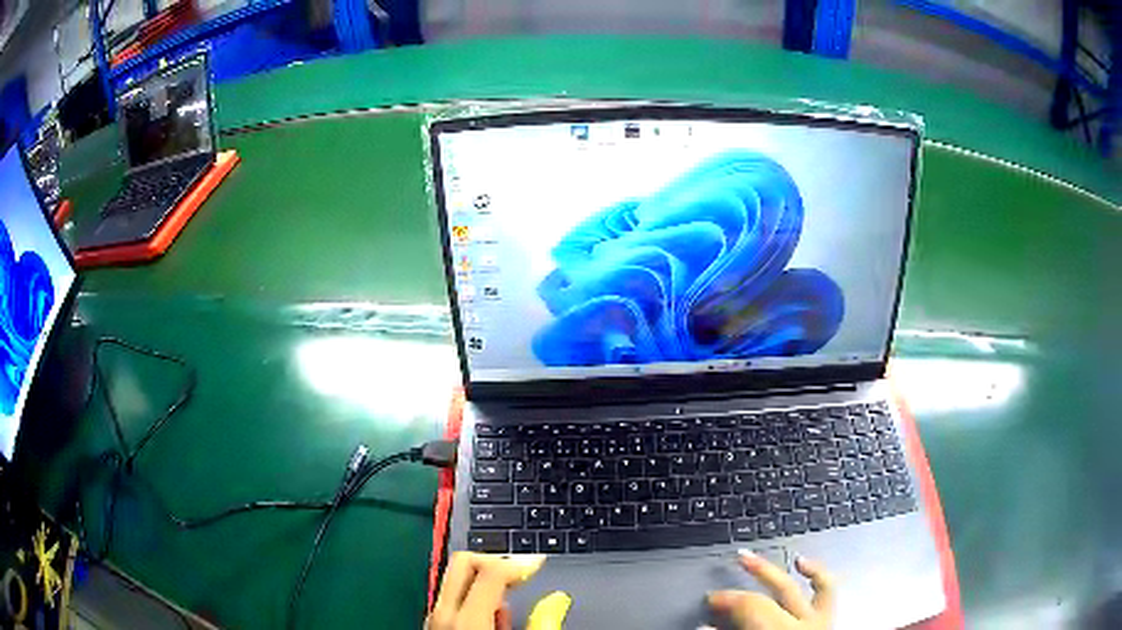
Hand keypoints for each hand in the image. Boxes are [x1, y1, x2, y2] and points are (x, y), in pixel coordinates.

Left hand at [427, 552, 546, 629]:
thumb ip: (541, 622)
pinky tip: (489, 621)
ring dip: (484, 583)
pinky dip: (473, 599)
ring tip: (507, 610)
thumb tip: (557, 599)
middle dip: (496, 562)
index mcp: (466, 617)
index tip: (539, 562)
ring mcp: (433, 617)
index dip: (520, 562)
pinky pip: (452, 598)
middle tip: (520, 576)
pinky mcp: (432, 624)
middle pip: (465, 562)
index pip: (490, 570)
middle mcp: (443, 612)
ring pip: (456, 579)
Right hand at [707, 550, 834, 629]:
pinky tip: (802, 562)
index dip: (724, 602)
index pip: (748, 606)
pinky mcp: (829, 619)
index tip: (706, 604)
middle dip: (736, 594)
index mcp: (778, 629)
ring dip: (770, 573)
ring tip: (750, 559)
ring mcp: (819, 619)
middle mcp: (802, 621)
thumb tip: (705, 626)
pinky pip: (827, 590)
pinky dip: (815, 573)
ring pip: (795, 587)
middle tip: (716, 593)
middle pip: (764, 598)